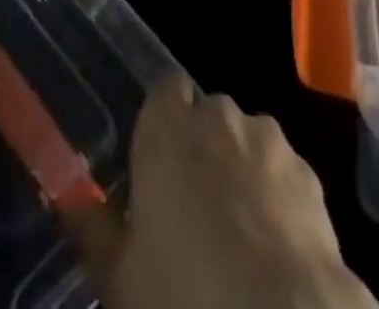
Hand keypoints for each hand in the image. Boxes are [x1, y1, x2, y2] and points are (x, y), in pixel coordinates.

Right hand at [70, 75, 377, 308]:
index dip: (162, 121)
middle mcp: (219, 117)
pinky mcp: (308, 172)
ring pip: (247, 140)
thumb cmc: (184, 295)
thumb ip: (94, 229)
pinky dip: (275, 194)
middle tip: (191, 206)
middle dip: (202, 146)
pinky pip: (282, 171)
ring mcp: (268, 140)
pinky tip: (271, 244)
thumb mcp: (120, 276)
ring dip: (240, 167)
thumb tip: (70, 200)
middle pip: (208, 115)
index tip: (157, 161)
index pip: (165, 90)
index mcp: (167, 129)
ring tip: (235, 230)